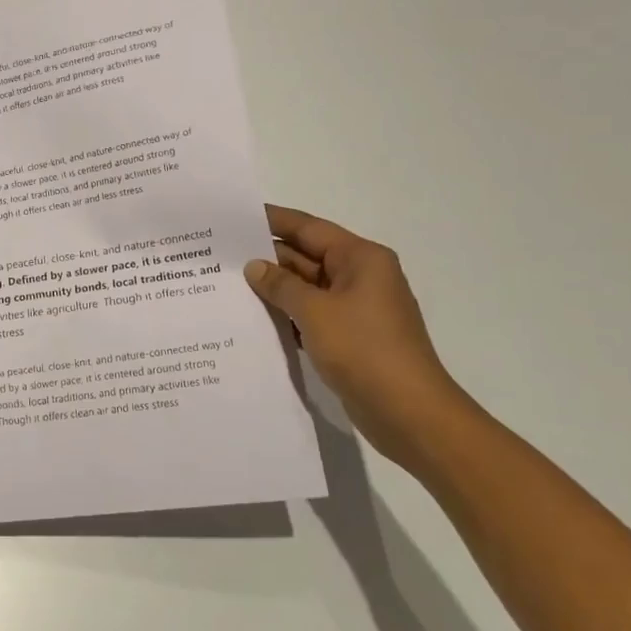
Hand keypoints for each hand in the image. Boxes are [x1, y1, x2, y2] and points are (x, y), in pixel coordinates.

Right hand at [244, 205, 476, 465]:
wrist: (409, 413)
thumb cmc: (364, 350)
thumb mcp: (314, 311)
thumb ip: (281, 285)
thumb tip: (255, 267)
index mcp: (360, 258)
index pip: (308, 228)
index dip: (272, 220)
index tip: (235, 217)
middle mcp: (361, 276)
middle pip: (307, 256)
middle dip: (267, 257)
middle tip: (221, 256)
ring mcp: (357, 308)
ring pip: (307, 287)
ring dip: (275, 288)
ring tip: (228, 285)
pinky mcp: (351, 336)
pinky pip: (312, 314)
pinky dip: (287, 314)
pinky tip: (255, 319)